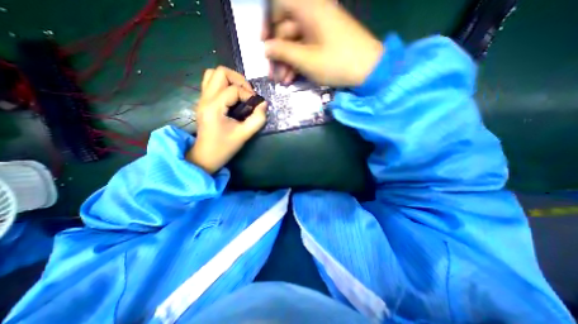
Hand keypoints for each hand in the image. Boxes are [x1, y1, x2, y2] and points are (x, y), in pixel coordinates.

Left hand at [187, 66, 268, 174]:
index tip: (256, 106)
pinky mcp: (203, 102)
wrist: (205, 156)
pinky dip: (223, 84)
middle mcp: (205, 98)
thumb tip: (264, 104)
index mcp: (214, 107)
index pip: (233, 89)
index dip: (248, 95)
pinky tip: (232, 96)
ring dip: (230, 79)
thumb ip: (257, 119)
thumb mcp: (244, 135)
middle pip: (220, 72)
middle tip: (248, 93)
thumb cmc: (224, 147)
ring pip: (213, 74)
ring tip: (241, 92)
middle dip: (239, 80)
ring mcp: (202, 99)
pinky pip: (211, 82)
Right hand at [263, 0, 382, 86]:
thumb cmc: (336, 62)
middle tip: (273, 75)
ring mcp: (319, 30)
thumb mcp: (306, 59)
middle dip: (278, 54)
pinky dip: (297, 64)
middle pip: (286, 30)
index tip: (263, 44)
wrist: (368, 70)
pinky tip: (292, 79)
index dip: (268, 24)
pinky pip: (305, 50)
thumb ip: (283, 52)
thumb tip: (266, 48)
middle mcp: (313, 15)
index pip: (279, 6)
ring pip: (295, 43)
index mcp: (309, 9)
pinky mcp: (324, 43)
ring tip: (283, 81)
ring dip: (287, 63)